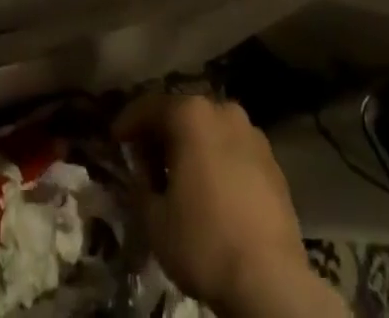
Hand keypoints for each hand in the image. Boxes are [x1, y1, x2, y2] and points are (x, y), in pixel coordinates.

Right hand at [116, 95, 335, 317]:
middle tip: (146, 160)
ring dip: (192, 145)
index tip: (115, 139)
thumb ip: (140, 186)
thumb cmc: (204, 241)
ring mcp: (252, 134)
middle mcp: (222, 110)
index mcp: (191, 114)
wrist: (271, 281)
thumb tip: (141, 174)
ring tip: (180, 176)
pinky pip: (234, 150)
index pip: (150, 106)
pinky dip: (218, 160)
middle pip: (183, 113)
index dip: (128, 123)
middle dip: (162, 133)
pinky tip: (212, 189)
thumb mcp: (154, 219)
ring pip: (212, 130)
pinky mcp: (273, 162)